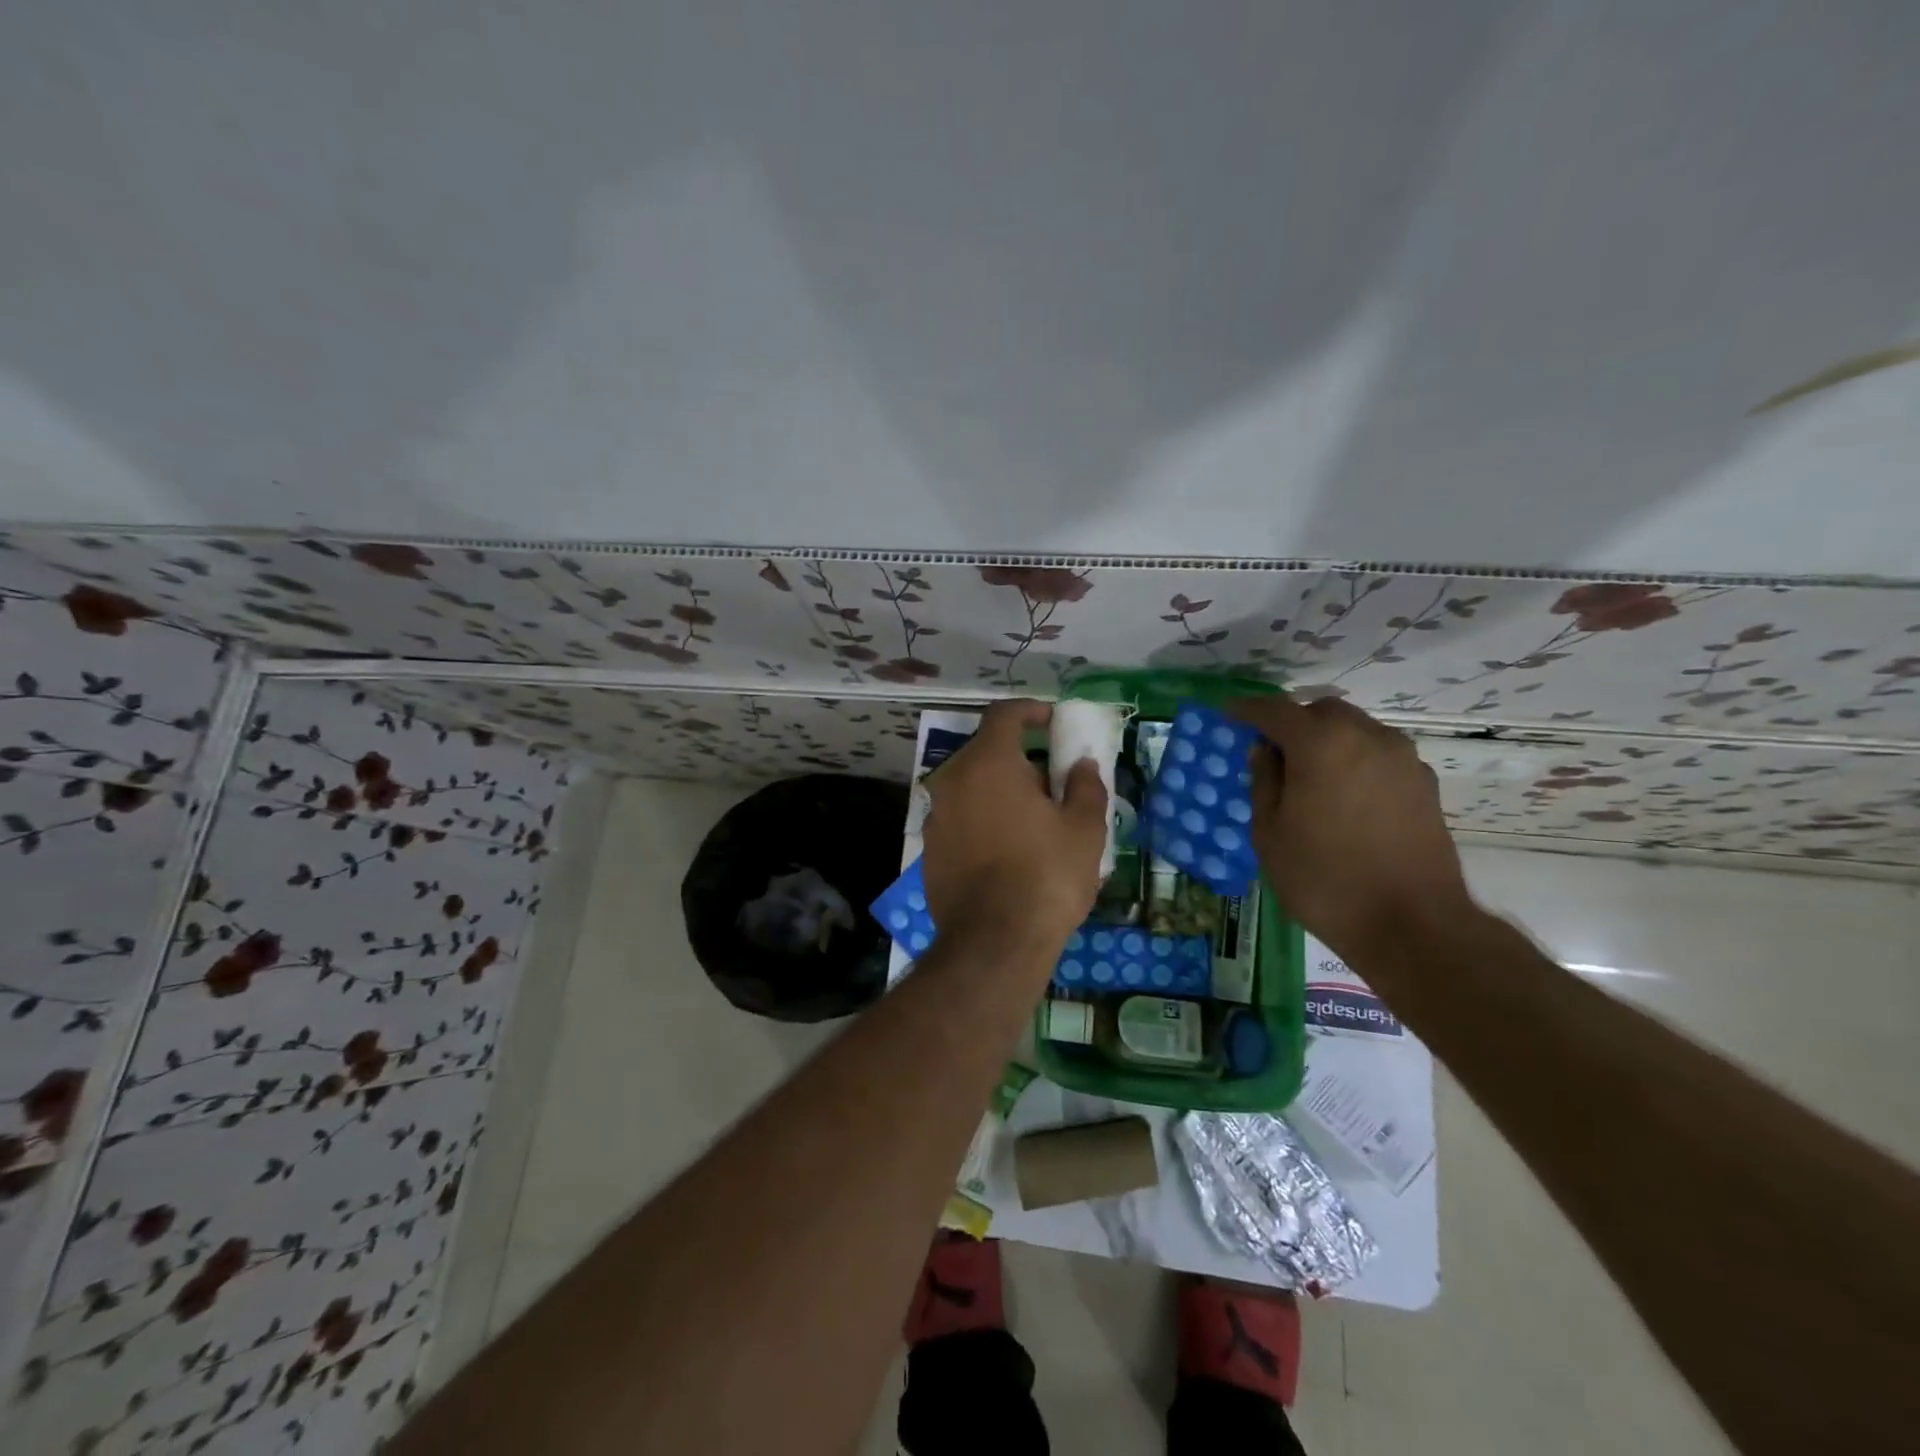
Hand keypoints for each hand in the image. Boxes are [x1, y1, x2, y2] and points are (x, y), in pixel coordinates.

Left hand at [921, 699, 1107, 959]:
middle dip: (1020, 759)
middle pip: (986, 753)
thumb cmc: (1046, 875)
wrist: (994, 942)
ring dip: (1001, 792)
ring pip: (972, 787)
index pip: (1003, 715)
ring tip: (1034, 821)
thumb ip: (1085, 785)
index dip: (1030, 710)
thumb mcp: (1084, 828)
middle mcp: (952, 780)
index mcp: (988, 763)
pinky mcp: (930, 850)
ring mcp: (936, 816)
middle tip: (1052, 783)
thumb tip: (1081, 765)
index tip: (1052, 720)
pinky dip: (983, 820)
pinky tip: (1008, 852)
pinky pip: (961, 819)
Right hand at [1230, 694, 1471, 960]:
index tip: (1229, 714)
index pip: (1275, 710)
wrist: (1412, 925)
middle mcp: (1366, 737)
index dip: (1247, 710)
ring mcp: (1402, 758)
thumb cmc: (1324, 879)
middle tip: (1272, 752)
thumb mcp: (1270, 833)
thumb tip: (1264, 751)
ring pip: (1356, 729)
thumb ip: (1264, 781)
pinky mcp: (1424, 783)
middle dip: (1293, 723)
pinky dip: (1356, 760)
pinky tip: (1344, 796)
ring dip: (1328, 740)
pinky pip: (1379, 754)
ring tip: (1310, 776)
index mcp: (1321, 744)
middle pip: (1322, 711)